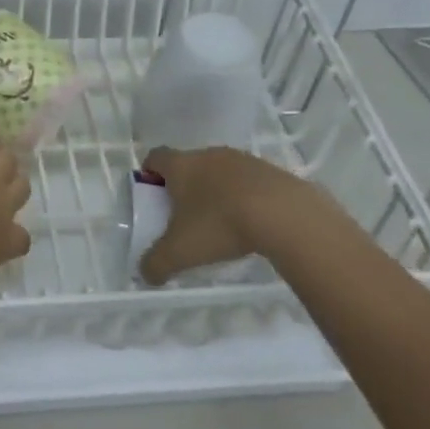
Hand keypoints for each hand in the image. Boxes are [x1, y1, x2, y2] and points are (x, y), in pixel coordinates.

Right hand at [139, 146, 324, 283]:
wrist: (283, 214)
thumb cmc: (220, 224)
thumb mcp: (180, 252)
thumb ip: (156, 263)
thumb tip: (145, 273)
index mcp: (181, 165)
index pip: (155, 157)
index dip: (149, 173)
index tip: (153, 195)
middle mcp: (208, 154)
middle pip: (188, 164)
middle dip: (184, 186)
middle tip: (186, 216)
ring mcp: (242, 159)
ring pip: (220, 172)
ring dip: (217, 191)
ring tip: (222, 222)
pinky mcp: (270, 171)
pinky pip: (249, 181)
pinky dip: (245, 197)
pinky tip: (252, 222)